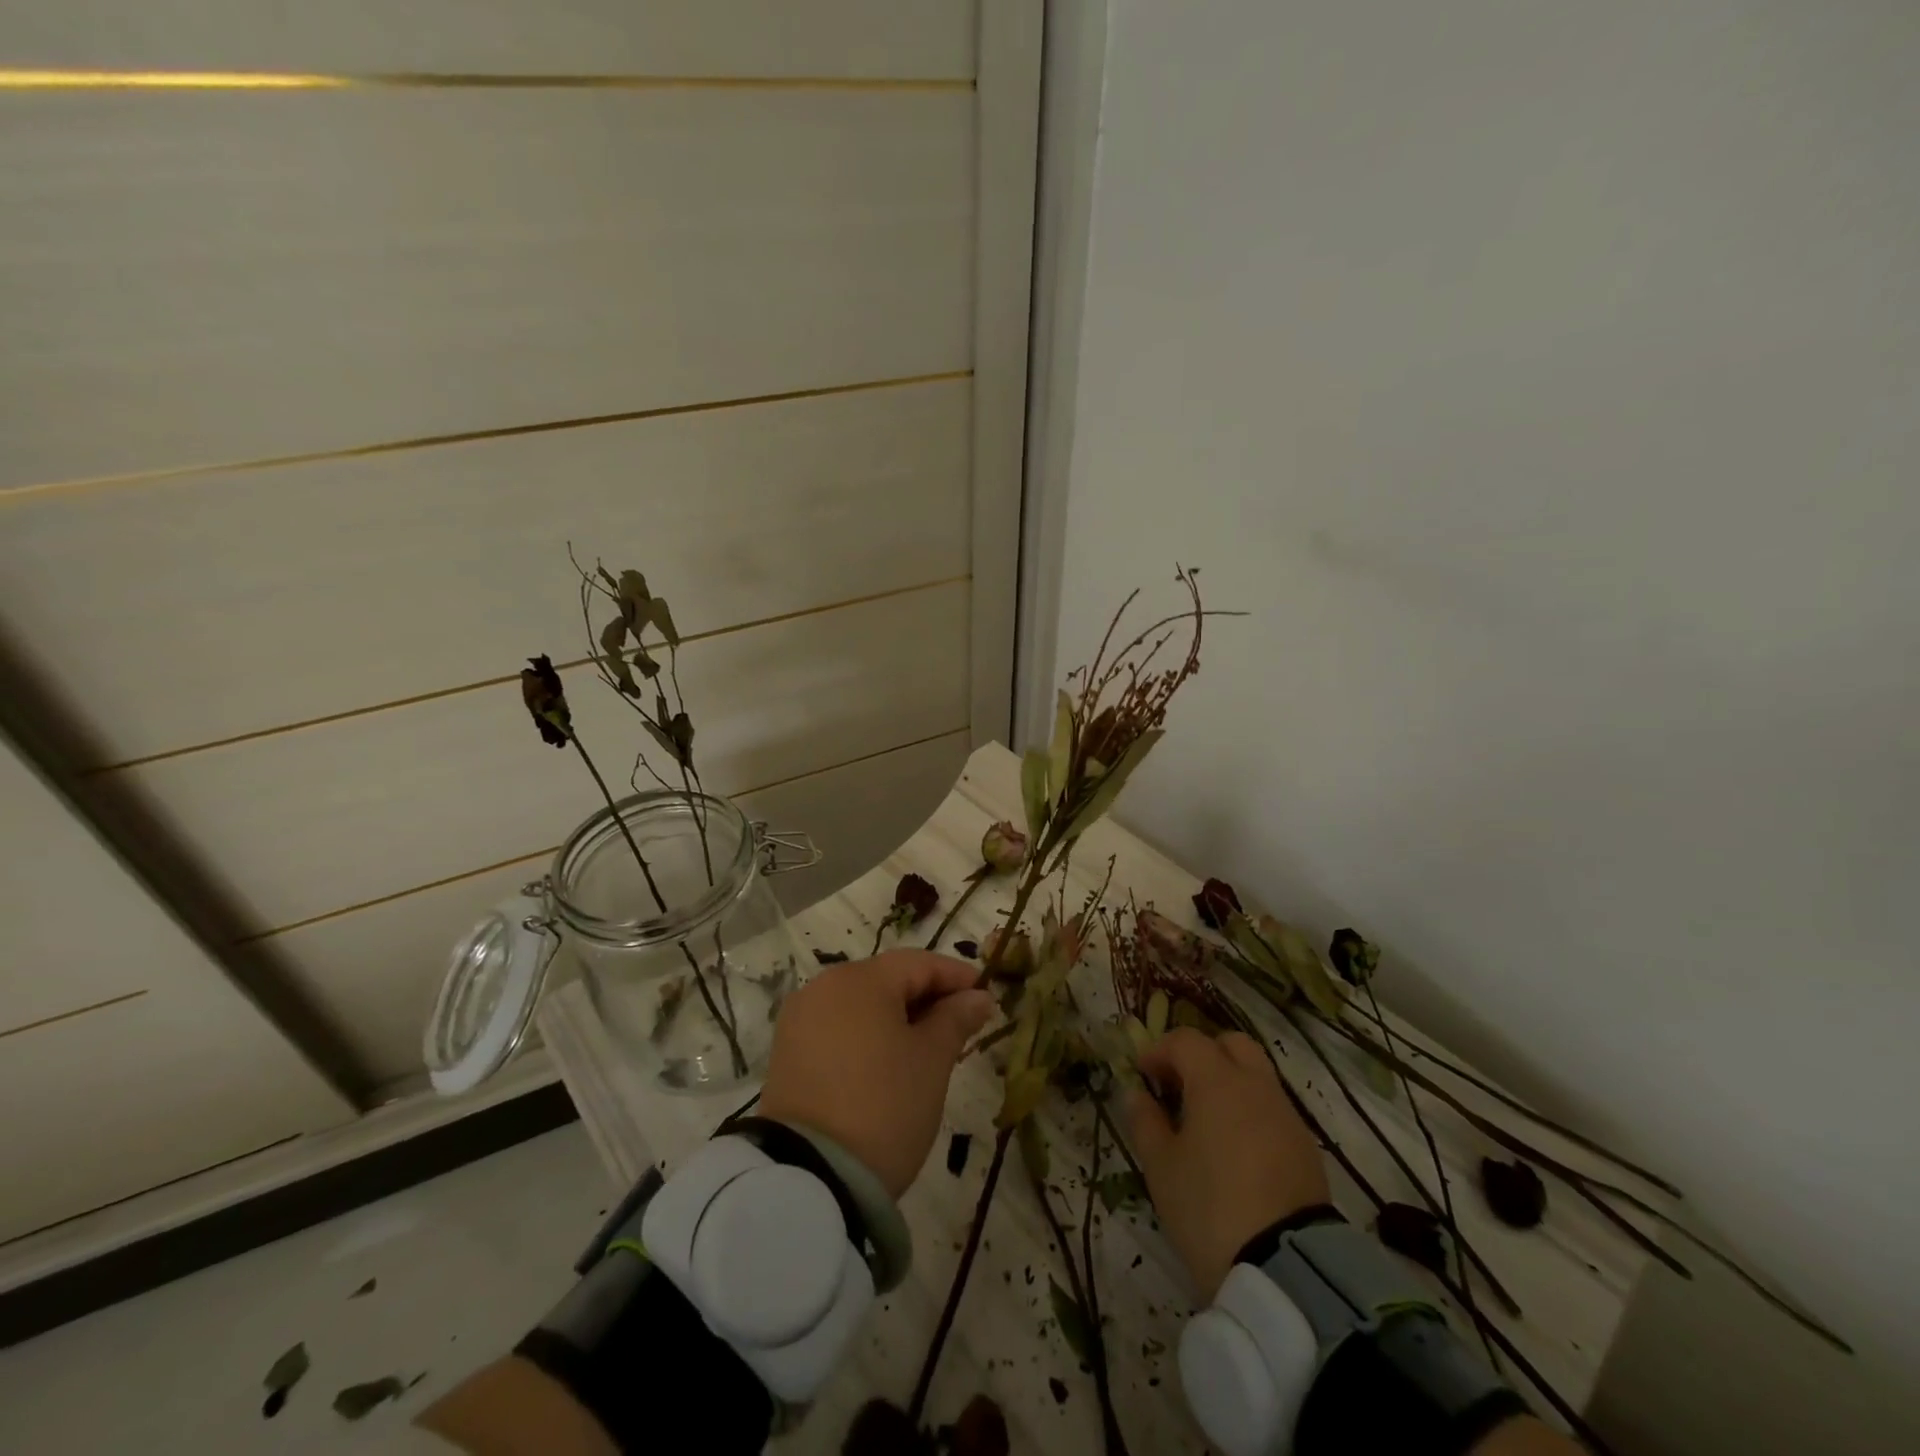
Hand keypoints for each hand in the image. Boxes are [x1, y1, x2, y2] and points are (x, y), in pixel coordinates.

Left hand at [758, 951, 993, 1198]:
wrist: (810, 1178)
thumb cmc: (884, 1106)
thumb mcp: (932, 1061)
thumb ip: (956, 1018)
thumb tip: (977, 996)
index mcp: (860, 979)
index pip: (919, 963)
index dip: (957, 976)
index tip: (987, 997)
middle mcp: (824, 987)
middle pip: (887, 979)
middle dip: (928, 998)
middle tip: (963, 1026)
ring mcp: (800, 1020)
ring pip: (862, 1005)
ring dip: (899, 1018)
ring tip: (931, 1048)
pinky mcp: (788, 1053)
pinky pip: (839, 1028)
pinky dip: (869, 1036)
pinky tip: (890, 1063)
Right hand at [1126, 1028, 1331, 1299]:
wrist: (1287, 1271)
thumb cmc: (1209, 1208)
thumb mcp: (1161, 1167)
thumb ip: (1145, 1121)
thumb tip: (1137, 1094)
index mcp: (1217, 1081)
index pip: (1186, 1041)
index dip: (1159, 1050)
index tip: (1142, 1073)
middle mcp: (1256, 1086)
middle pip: (1231, 1044)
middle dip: (1202, 1054)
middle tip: (1179, 1084)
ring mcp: (1287, 1116)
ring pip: (1256, 1075)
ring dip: (1229, 1082)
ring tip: (1205, 1120)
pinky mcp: (1306, 1148)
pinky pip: (1273, 1109)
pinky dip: (1250, 1111)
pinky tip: (1235, 1149)